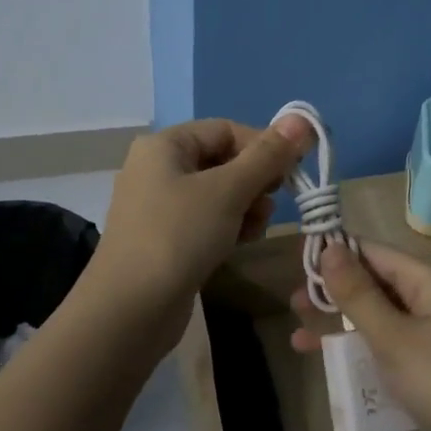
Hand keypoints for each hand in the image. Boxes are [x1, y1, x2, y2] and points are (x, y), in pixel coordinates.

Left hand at [90, 115, 314, 314]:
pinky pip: (206, 219)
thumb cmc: (178, 236)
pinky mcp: (165, 238)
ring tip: (255, 228)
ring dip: (246, 205)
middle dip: (255, 180)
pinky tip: (242, 243)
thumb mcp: (228, 191)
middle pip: (223, 160)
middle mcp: (158, 169)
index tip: (290, 173)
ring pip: (218, 192)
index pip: (226, 130)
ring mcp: (159, 206)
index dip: (263, 146)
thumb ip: (267, 155)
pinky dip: (229, 225)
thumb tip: (301, 120)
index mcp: (165, 146)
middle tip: (272, 203)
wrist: (129, 311)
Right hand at [290, 241, 430, 430]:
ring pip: (379, 314)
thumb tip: (329, 247)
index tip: (295, 266)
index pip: (372, 251)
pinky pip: (390, 340)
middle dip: (334, 292)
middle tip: (293, 306)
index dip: (334, 254)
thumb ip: (358, 294)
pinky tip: (336, 363)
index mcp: (426, 280)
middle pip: (374, 281)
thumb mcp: (393, 337)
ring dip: (342, 323)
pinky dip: (362, 347)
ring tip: (300, 338)